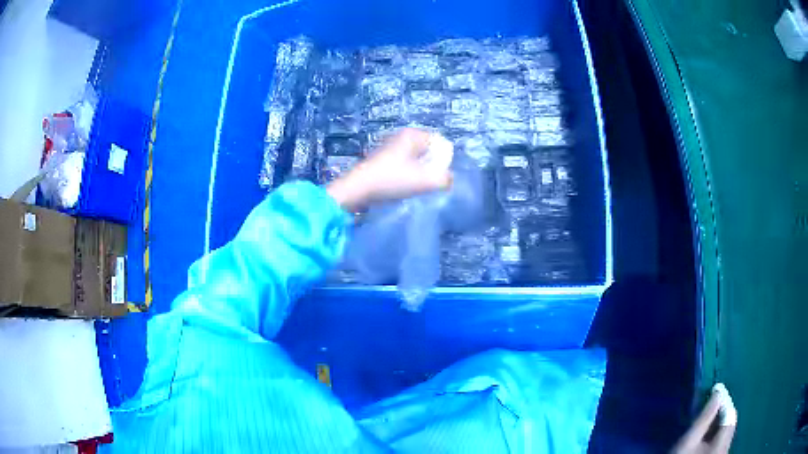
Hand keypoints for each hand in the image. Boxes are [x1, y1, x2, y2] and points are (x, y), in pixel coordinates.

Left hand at [327, 128, 452, 211]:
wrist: (357, 190)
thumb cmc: (392, 180)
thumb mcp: (425, 181)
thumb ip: (444, 179)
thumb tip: (449, 179)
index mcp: (413, 134)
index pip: (441, 143)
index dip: (444, 161)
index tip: (438, 176)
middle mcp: (401, 136)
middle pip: (429, 151)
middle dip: (432, 167)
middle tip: (428, 183)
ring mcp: (390, 147)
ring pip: (416, 159)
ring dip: (420, 173)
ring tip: (415, 187)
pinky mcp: (382, 159)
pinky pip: (404, 165)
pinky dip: (407, 175)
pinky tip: (402, 187)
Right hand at [672, 389, 735, 453]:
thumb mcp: (690, 439)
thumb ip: (705, 417)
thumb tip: (718, 392)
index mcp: (723, 442)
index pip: (730, 414)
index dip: (725, 400)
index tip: (716, 388)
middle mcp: (727, 447)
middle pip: (730, 423)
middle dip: (723, 411)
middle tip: (712, 402)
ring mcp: (723, 452)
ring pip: (727, 432)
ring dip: (720, 422)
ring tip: (710, 416)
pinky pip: (722, 440)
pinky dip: (718, 432)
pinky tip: (709, 432)